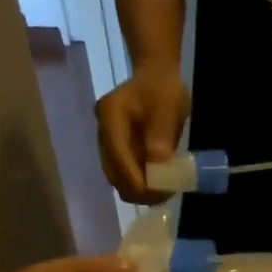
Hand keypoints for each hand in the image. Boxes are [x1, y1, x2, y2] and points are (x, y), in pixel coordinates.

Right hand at [97, 70, 191, 203]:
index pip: (119, 159)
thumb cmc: (164, 89)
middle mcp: (103, 132)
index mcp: (110, 117)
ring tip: (165, 191)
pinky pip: (125, 174)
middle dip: (139, 191)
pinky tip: (159, 183)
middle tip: (166, 194)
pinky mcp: (116, 150)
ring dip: (140, 190)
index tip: (163, 192)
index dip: (139, 182)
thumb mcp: (168, 108)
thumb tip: (158, 166)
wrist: (156, 77)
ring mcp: (107, 143)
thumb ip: (162, 136)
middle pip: (114, 174)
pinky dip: (140, 183)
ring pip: (117, 178)